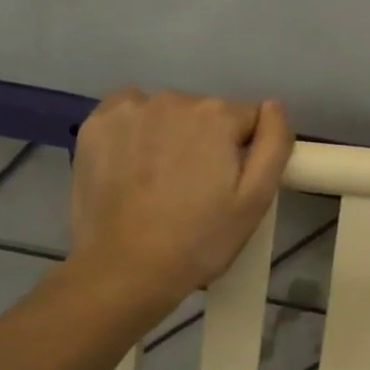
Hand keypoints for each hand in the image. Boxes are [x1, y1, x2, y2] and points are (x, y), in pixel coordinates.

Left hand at [65, 87, 294, 323]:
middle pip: (207, 113)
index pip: (248, 119)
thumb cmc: (199, 240)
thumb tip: (274, 107)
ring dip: (172, 135)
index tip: (229, 185)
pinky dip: (136, 131)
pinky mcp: (95, 124)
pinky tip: (133, 165)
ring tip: (161, 182)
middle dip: (208, 142)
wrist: (124, 270)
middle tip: (196, 190)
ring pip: (168, 113)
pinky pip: (129, 113)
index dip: (245, 151)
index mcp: (217, 115)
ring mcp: (129, 109)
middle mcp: (173, 99)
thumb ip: (274, 144)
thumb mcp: (255, 200)